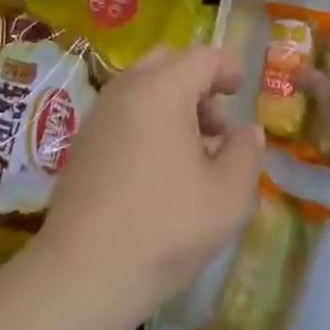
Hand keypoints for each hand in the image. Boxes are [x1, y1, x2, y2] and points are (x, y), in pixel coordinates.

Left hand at [35, 46, 261, 313]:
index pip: (202, 57)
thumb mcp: (227, 195)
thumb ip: (246, 153)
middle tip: (217, 122)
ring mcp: (99, 114)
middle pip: (167, 62)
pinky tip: (159, 168)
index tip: (242, 89)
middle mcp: (126, 89)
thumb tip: (247, 130)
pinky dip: (147, 120)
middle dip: (197, 81)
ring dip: (172, 102)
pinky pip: (123, 111)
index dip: (228, 67)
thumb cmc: (165, 227)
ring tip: (193, 151)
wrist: (84, 272)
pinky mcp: (83, 142)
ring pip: (142, 86)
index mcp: (162, 89)